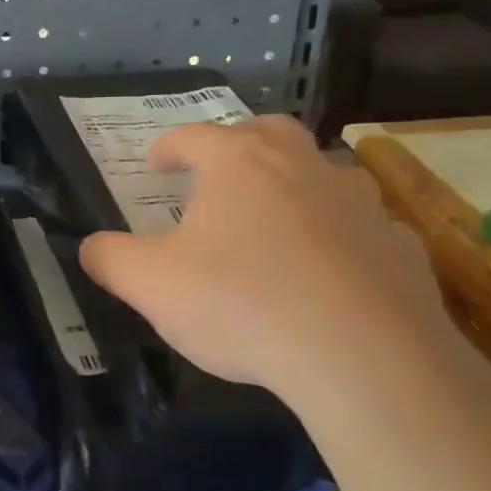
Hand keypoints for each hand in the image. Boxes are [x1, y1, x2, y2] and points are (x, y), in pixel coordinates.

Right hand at [78, 116, 455, 418]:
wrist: (363, 358)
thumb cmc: (242, 304)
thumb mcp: (150, 285)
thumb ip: (110, 259)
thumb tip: (91, 247)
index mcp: (239, 164)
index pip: (193, 137)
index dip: (168, 147)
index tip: (154, 163)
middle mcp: (302, 166)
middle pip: (268, 132)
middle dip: (238, 143)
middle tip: (220, 170)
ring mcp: (359, 202)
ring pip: (323, 172)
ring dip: (295, 184)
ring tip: (276, 219)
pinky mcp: (399, 245)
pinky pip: (362, 227)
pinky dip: (340, 235)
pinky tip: (329, 270)